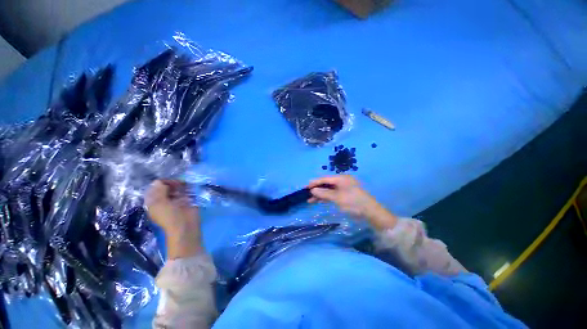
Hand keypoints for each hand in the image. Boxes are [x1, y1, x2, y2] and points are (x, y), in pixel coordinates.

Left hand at [145, 180, 198, 234]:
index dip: (161, 183)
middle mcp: (163, 200)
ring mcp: (175, 201)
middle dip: (171, 183)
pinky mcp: (186, 201)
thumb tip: (158, 181)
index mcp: (153, 201)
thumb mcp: (160, 202)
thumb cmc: (169, 215)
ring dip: (180, 185)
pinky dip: (187, 188)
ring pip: (176, 189)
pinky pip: (185, 192)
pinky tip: (189, 188)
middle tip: (179, 183)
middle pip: (166, 187)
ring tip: (185, 185)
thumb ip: (159, 190)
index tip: (170, 182)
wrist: (185, 225)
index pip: (155, 187)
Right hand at [308, 175, 396, 229]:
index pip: (325, 179)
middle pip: (326, 184)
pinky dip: (326, 197)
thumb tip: (312, 190)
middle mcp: (342, 181)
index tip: (306, 187)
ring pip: (329, 190)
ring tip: (310, 200)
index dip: (315, 183)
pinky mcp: (345, 194)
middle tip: (307, 194)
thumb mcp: (337, 198)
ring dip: (320, 194)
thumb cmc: (353, 202)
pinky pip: (333, 194)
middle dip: (317, 189)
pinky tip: (319, 201)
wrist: (370, 212)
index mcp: (341, 178)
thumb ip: (324, 193)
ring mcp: (344, 188)